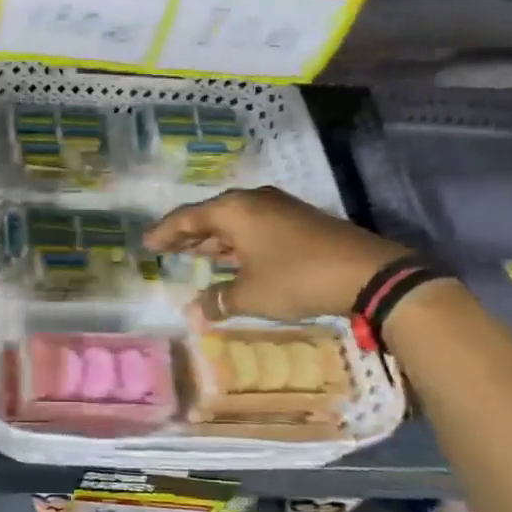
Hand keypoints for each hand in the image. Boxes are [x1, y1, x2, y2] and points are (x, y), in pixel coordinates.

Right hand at [144, 186, 409, 322]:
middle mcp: (252, 201)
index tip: (146, 244)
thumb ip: (218, 300)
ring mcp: (277, 208)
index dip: (164, 233)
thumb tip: (195, 311)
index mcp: (232, 210)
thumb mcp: (250, 295)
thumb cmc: (295, 278)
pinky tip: (233, 259)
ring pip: (233, 222)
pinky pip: (253, 227)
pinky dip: (236, 243)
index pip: (186, 218)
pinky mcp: (297, 220)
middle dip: (187, 235)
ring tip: (194, 255)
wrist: (365, 272)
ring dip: (213, 240)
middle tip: (165, 249)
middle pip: (209, 216)